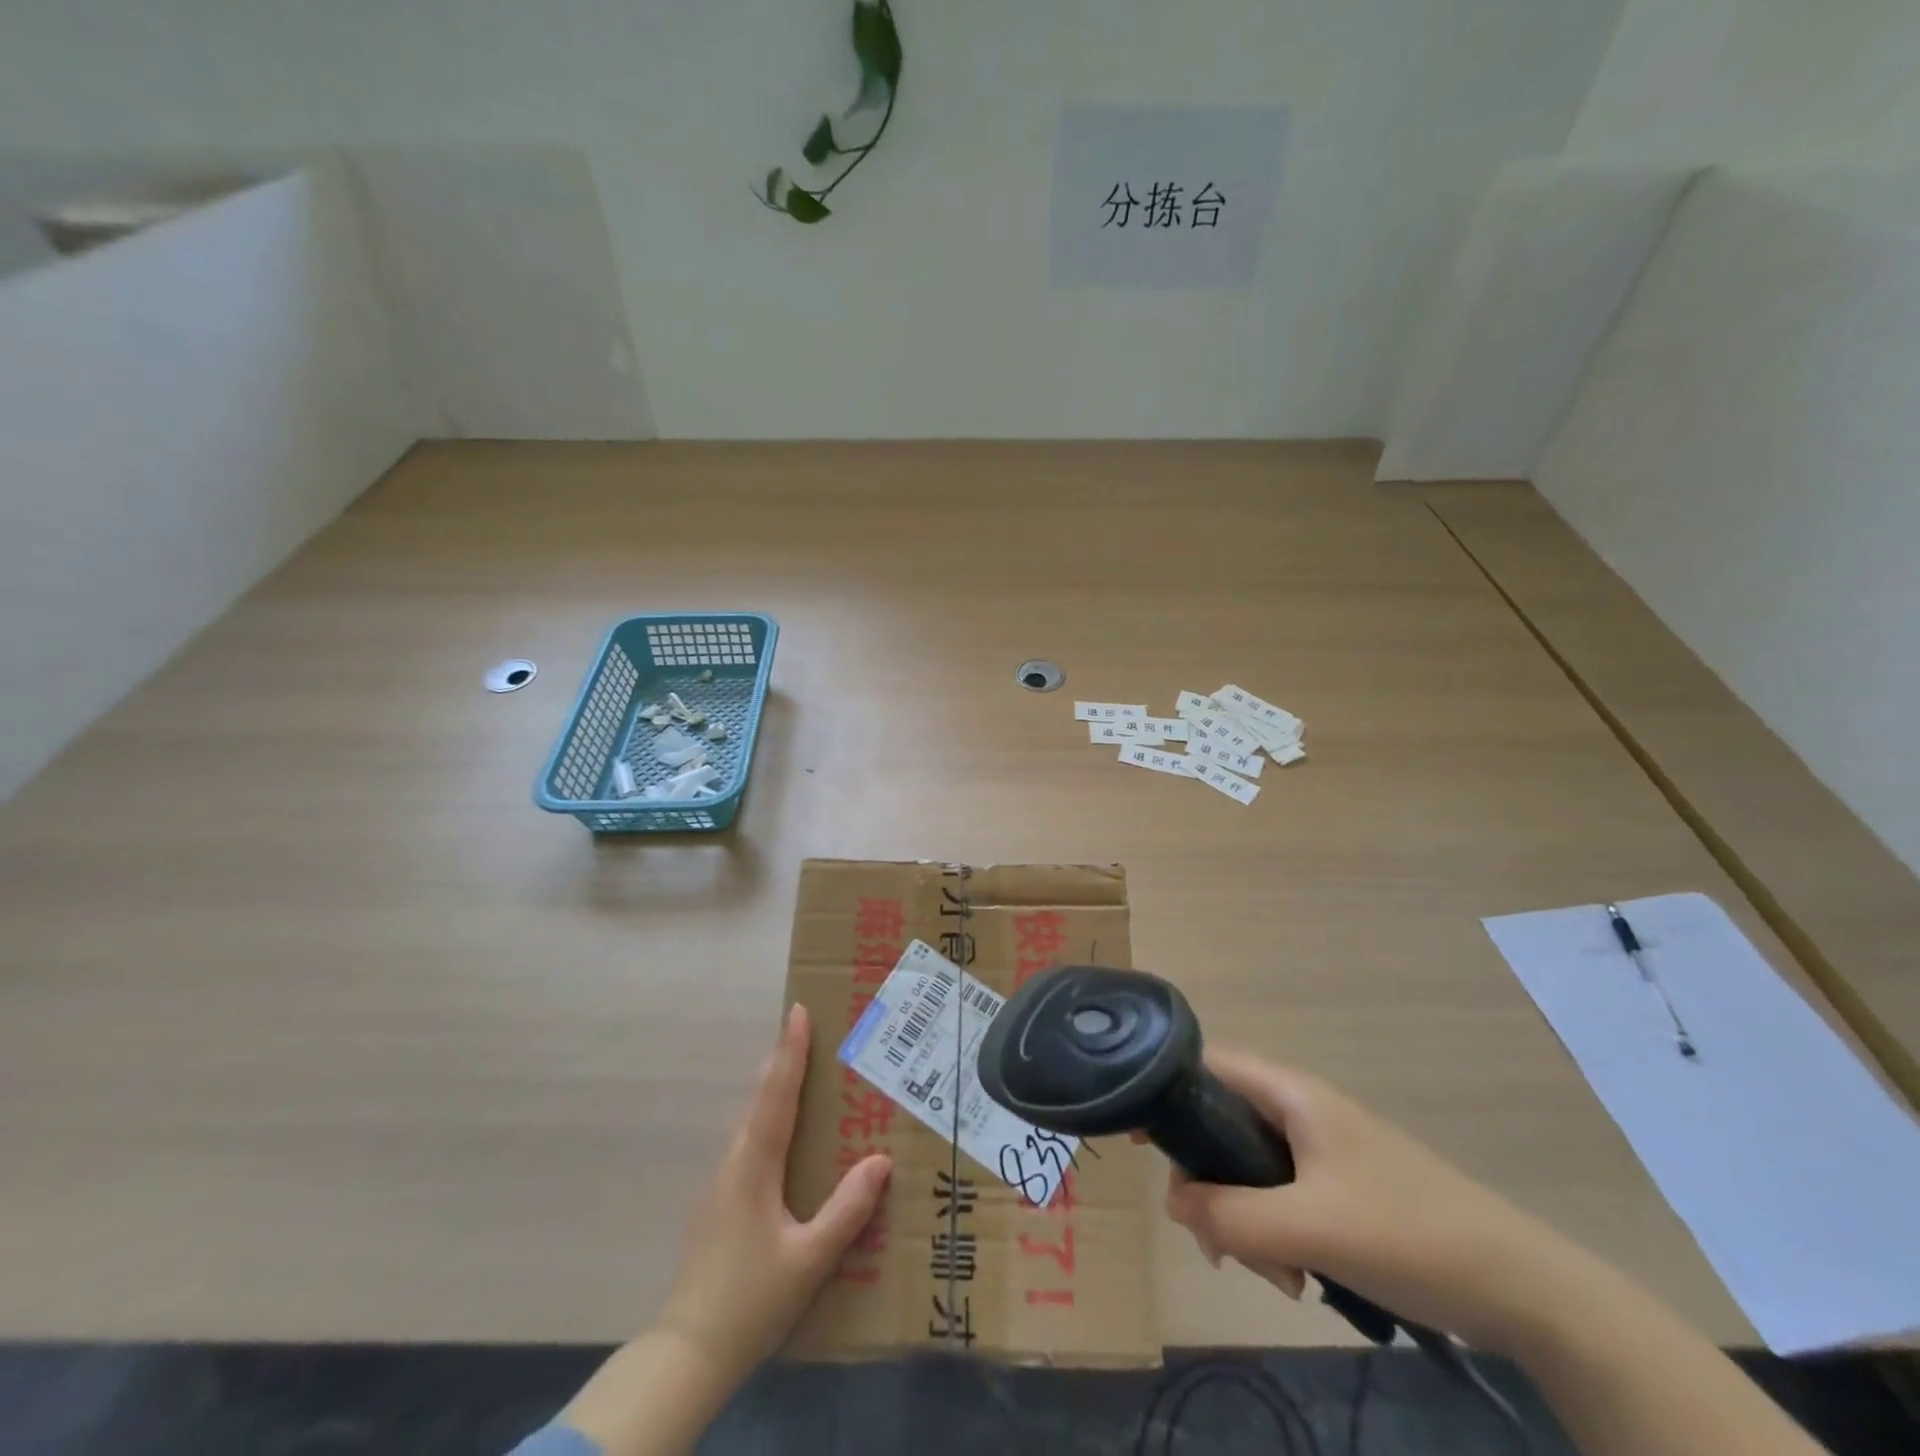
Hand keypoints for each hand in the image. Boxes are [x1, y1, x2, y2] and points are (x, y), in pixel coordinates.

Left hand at [656, 1003, 891, 1388]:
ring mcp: (721, 1182)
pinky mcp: (719, 1202)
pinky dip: (768, 1117)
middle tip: (808, 1030)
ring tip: (802, 1071)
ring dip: (774, 1088)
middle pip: (760, 1098)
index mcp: (754, 1165)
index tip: (797, 1011)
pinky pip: (749, 1141)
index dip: (790, 1052)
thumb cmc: (751, 1300)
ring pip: (751, 1119)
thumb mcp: (809, 1260)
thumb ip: (846, 1210)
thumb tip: (880, 1160)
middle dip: (783, 1060)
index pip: (777, 1094)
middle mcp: (734, 1161)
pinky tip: (784, 1134)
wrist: (686, 1353)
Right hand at [1160, 1051, 1597, 1353]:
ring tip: (1275, 1273)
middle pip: (1222, 1126)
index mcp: (1292, 1094)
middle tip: (1218, 1241)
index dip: (1166, 1091)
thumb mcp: (1309, 1227)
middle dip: (1211, 1183)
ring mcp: (1323, 1150)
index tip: (1136, 1138)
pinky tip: (1298, 1276)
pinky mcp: (1341, 1188)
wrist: (1523, 1289)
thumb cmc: (1410, 1234)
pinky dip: (1275, 1233)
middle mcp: (1301, 1110)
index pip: (1208, 1065)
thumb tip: (1173, 1202)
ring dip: (1245, 1219)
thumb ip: (1230, 1213)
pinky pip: (1281, 1197)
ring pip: (1250, 1169)